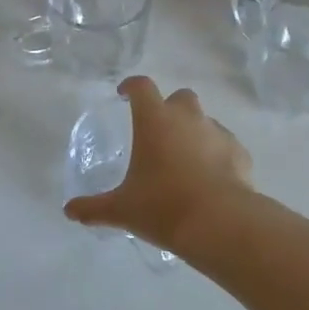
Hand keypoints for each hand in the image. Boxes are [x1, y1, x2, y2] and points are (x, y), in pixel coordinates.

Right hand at [63, 77, 254, 250]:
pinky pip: (225, 145)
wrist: (220, 222)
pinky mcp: (240, 152)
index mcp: (155, 120)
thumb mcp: (122, 210)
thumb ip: (93, 207)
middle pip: (180, 97)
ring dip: (193, 132)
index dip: (131, 87)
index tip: (123, 95)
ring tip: (184, 160)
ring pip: (204, 121)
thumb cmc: (163, 207)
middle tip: (158, 132)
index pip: (141, 87)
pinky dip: (216, 154)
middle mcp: (188, 118)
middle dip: (169, 108)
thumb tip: (69, 211)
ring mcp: (218, 133)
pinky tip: (209, 178)